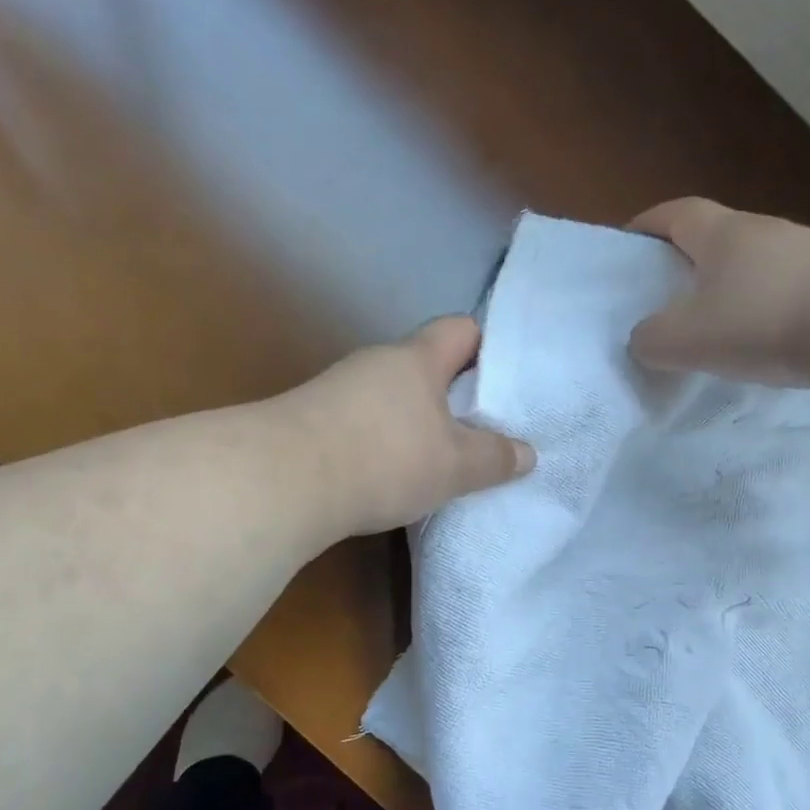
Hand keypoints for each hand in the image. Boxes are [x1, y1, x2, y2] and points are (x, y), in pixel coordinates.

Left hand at [280, 316, 535, 535]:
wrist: (282, 481)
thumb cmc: (385, 459)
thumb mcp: (455, 466)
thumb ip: (494, 458)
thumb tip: (527, 453)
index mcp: (416, 358)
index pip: (461, 329)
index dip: (487, 348)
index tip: (503, 382)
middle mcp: (375, 362)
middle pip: (424, 365)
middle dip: (451, 394)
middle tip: (478, 430)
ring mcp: (337, 388)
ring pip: (390, 396)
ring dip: (412, 421)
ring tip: (434, 460)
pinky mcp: (309, 419)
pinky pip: (360, 421)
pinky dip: (379, 441)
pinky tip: (385, 475)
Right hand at [627, 198, 809, 385]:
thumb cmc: (765, 321)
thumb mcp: (687, 339)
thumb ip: (651, 339)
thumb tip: (646, 338)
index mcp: (723, 233)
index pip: (675, 212)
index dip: (647, 225)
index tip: (627, 246)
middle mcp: (766, 231)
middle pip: (716, 237)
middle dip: (688, 262)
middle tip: (667, 298)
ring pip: (755, 264)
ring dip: (732, 288)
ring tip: (718, 326)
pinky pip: (789, 289)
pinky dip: (768, 308)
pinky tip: (767, 341)